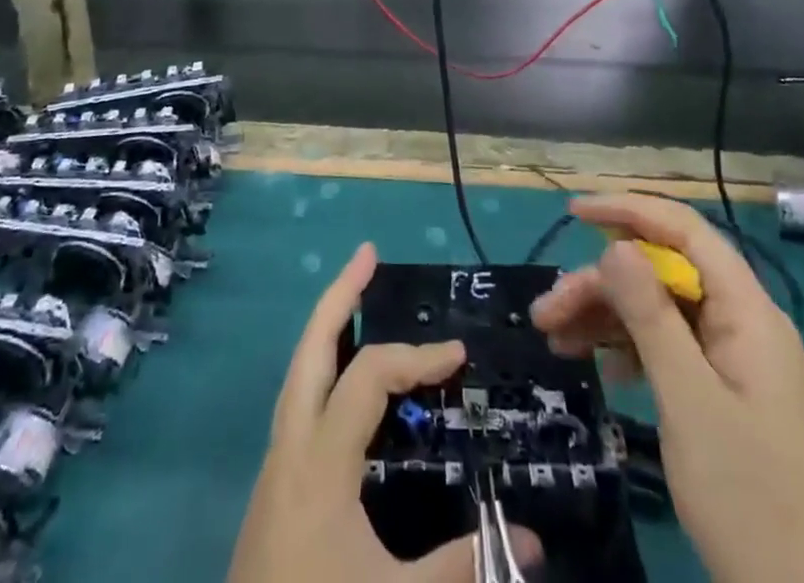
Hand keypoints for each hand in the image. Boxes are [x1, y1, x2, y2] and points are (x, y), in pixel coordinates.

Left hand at [229, 242, 542, 582]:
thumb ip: (461, 566)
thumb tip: (529, 538)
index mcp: (320, 460)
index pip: (370, 375)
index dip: (417, 357)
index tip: (459, 356)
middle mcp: (291, 445)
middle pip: (310, 345)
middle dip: (340, 295)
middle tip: (367, 253)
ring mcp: (276, 464)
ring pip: (298, 371)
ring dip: (327, 327)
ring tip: (354, 295)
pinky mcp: (274, 487)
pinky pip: (300, 402)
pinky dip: (323, 370)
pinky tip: (344, 381)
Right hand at [530, 195, 803, 582]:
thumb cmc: (750, 499)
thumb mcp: (689, 401)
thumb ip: (652, 316)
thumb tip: (617, 246)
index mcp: (749, 314)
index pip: (686, 232)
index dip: (630, 211)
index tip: (574, 212)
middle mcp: (746, 327)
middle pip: (665, 276)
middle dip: (603, 285)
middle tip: (546, 313)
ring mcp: (740, 366)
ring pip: (664, 315)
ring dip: (609, 320)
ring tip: (555, 341)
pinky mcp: (731, 401)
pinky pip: (674, 353)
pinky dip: (633, 353)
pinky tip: (602, 370)